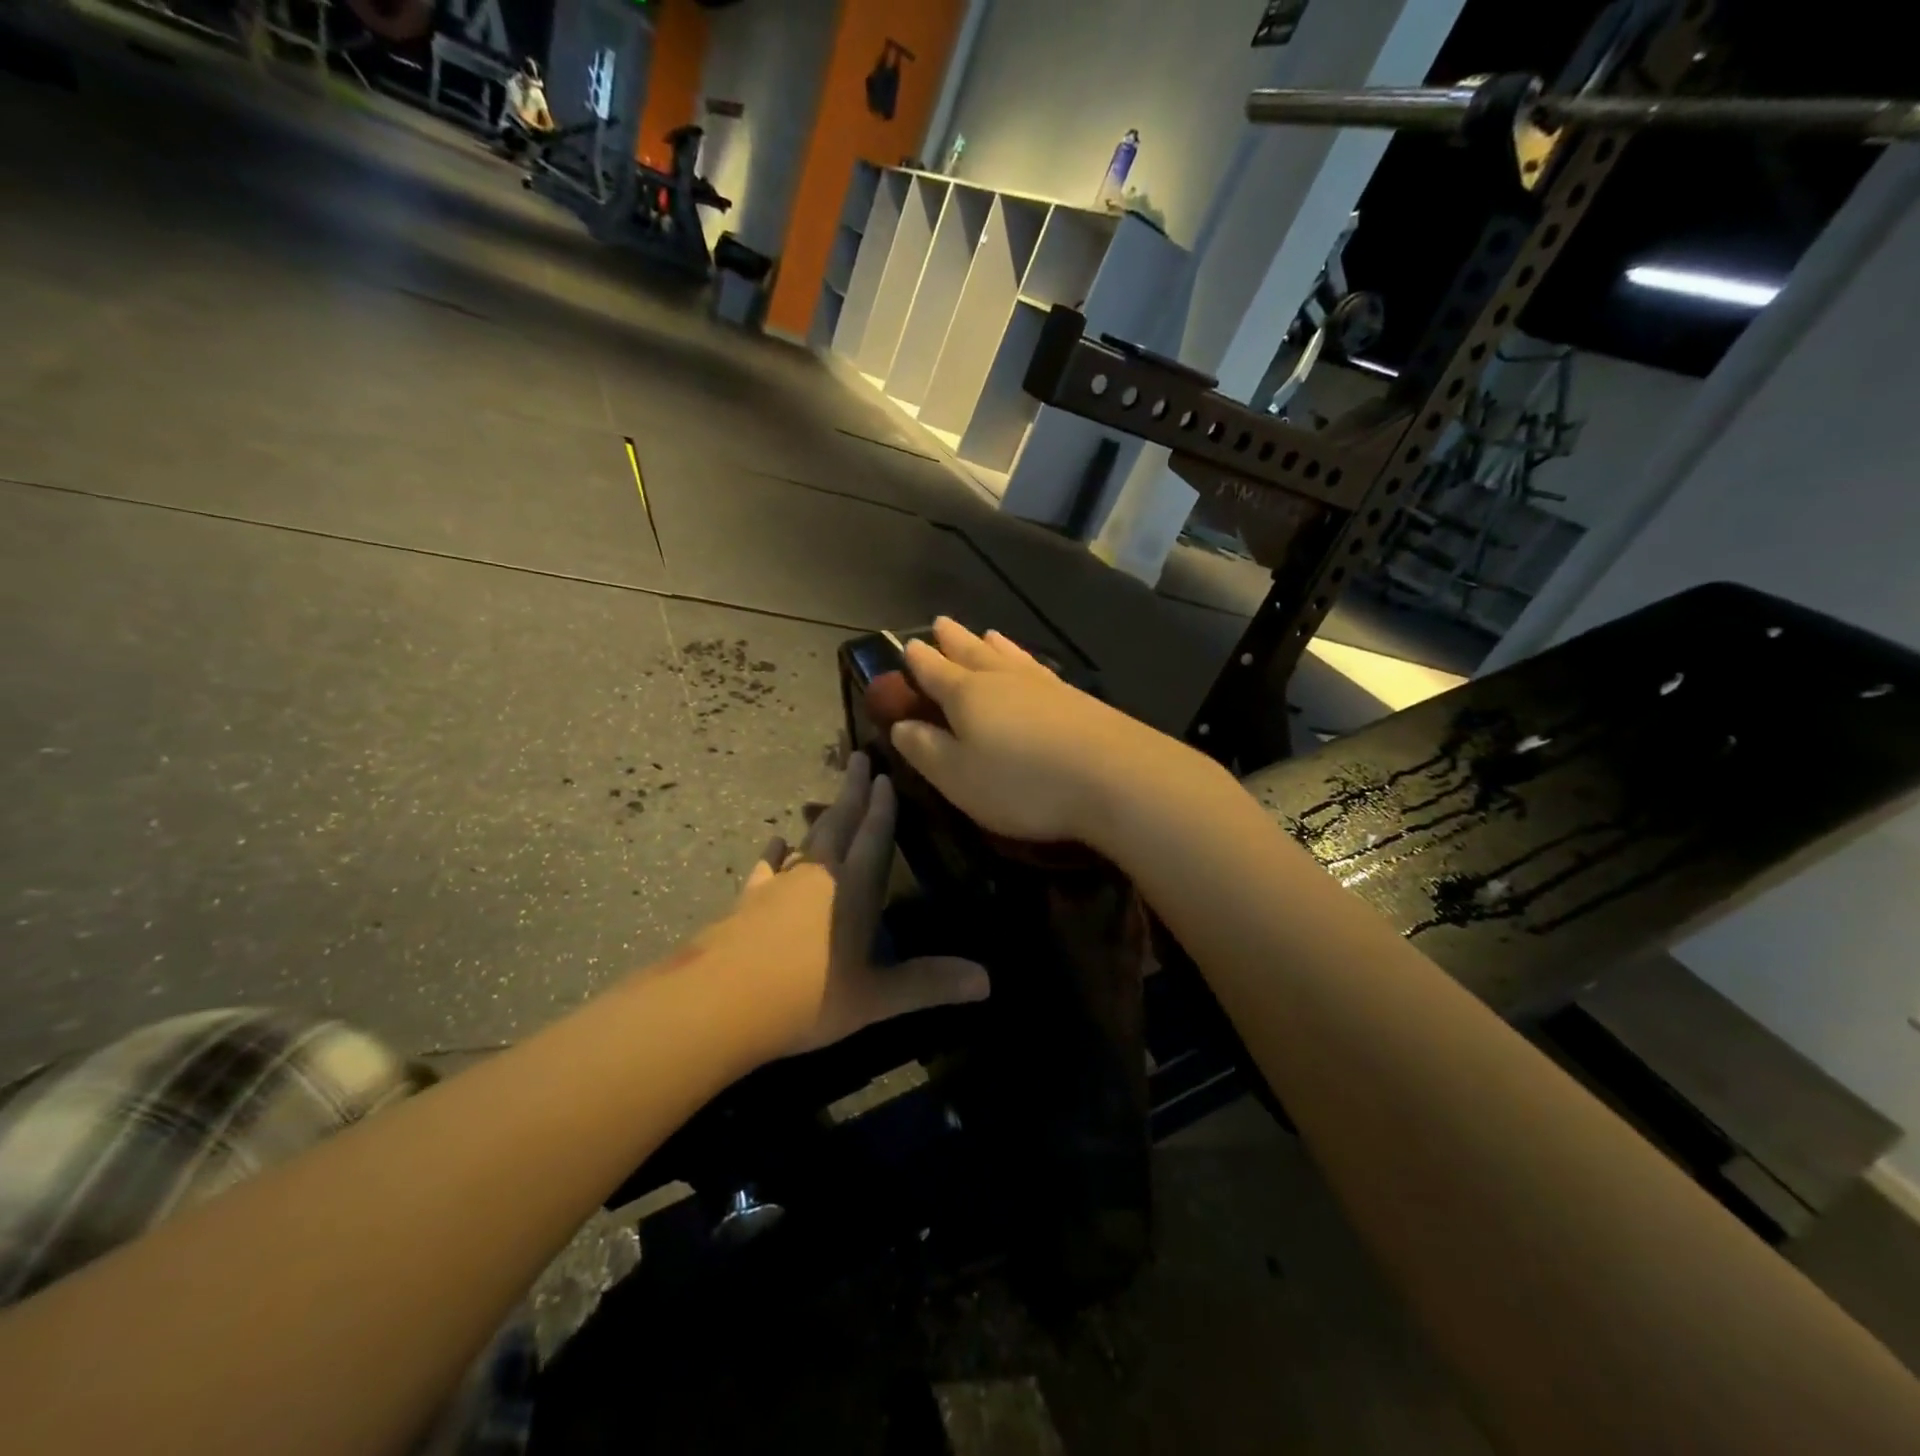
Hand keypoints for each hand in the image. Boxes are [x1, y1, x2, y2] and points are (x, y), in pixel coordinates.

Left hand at [703, 752, 989, 1057]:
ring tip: (826, 799)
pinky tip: (775, 842)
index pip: (873, 837)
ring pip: (806, 841)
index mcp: (853, 889)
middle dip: (852, 792)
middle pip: (839, 823)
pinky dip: (774, 853)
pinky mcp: (748, 901)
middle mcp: (818, 876)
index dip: (883, 807)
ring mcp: (778, 885)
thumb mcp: (876, 998)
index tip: (885, 774)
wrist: (721, 1003)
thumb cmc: (808, 997)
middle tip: (858, 758)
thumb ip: (929, 984)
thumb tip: (988, 981)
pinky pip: (766, 867)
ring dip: (820, 818)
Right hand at [887, 619, 1185, 845]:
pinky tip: (1033, 665)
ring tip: (986, 633)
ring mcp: (1044, 684)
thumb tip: (899, 725)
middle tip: (940, 622)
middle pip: (972, 652)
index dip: (917, 661)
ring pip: (1009, 655)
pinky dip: (1025, 659)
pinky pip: (1038, 667)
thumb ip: (925, 750)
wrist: (1115, 776)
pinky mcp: (1077, 698)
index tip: (907, 646)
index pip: (934, 671)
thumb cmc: (1023, 782)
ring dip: (993, 644)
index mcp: (967, 695)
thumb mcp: (958, 777)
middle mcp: (1003, 679)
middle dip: (953, 640)